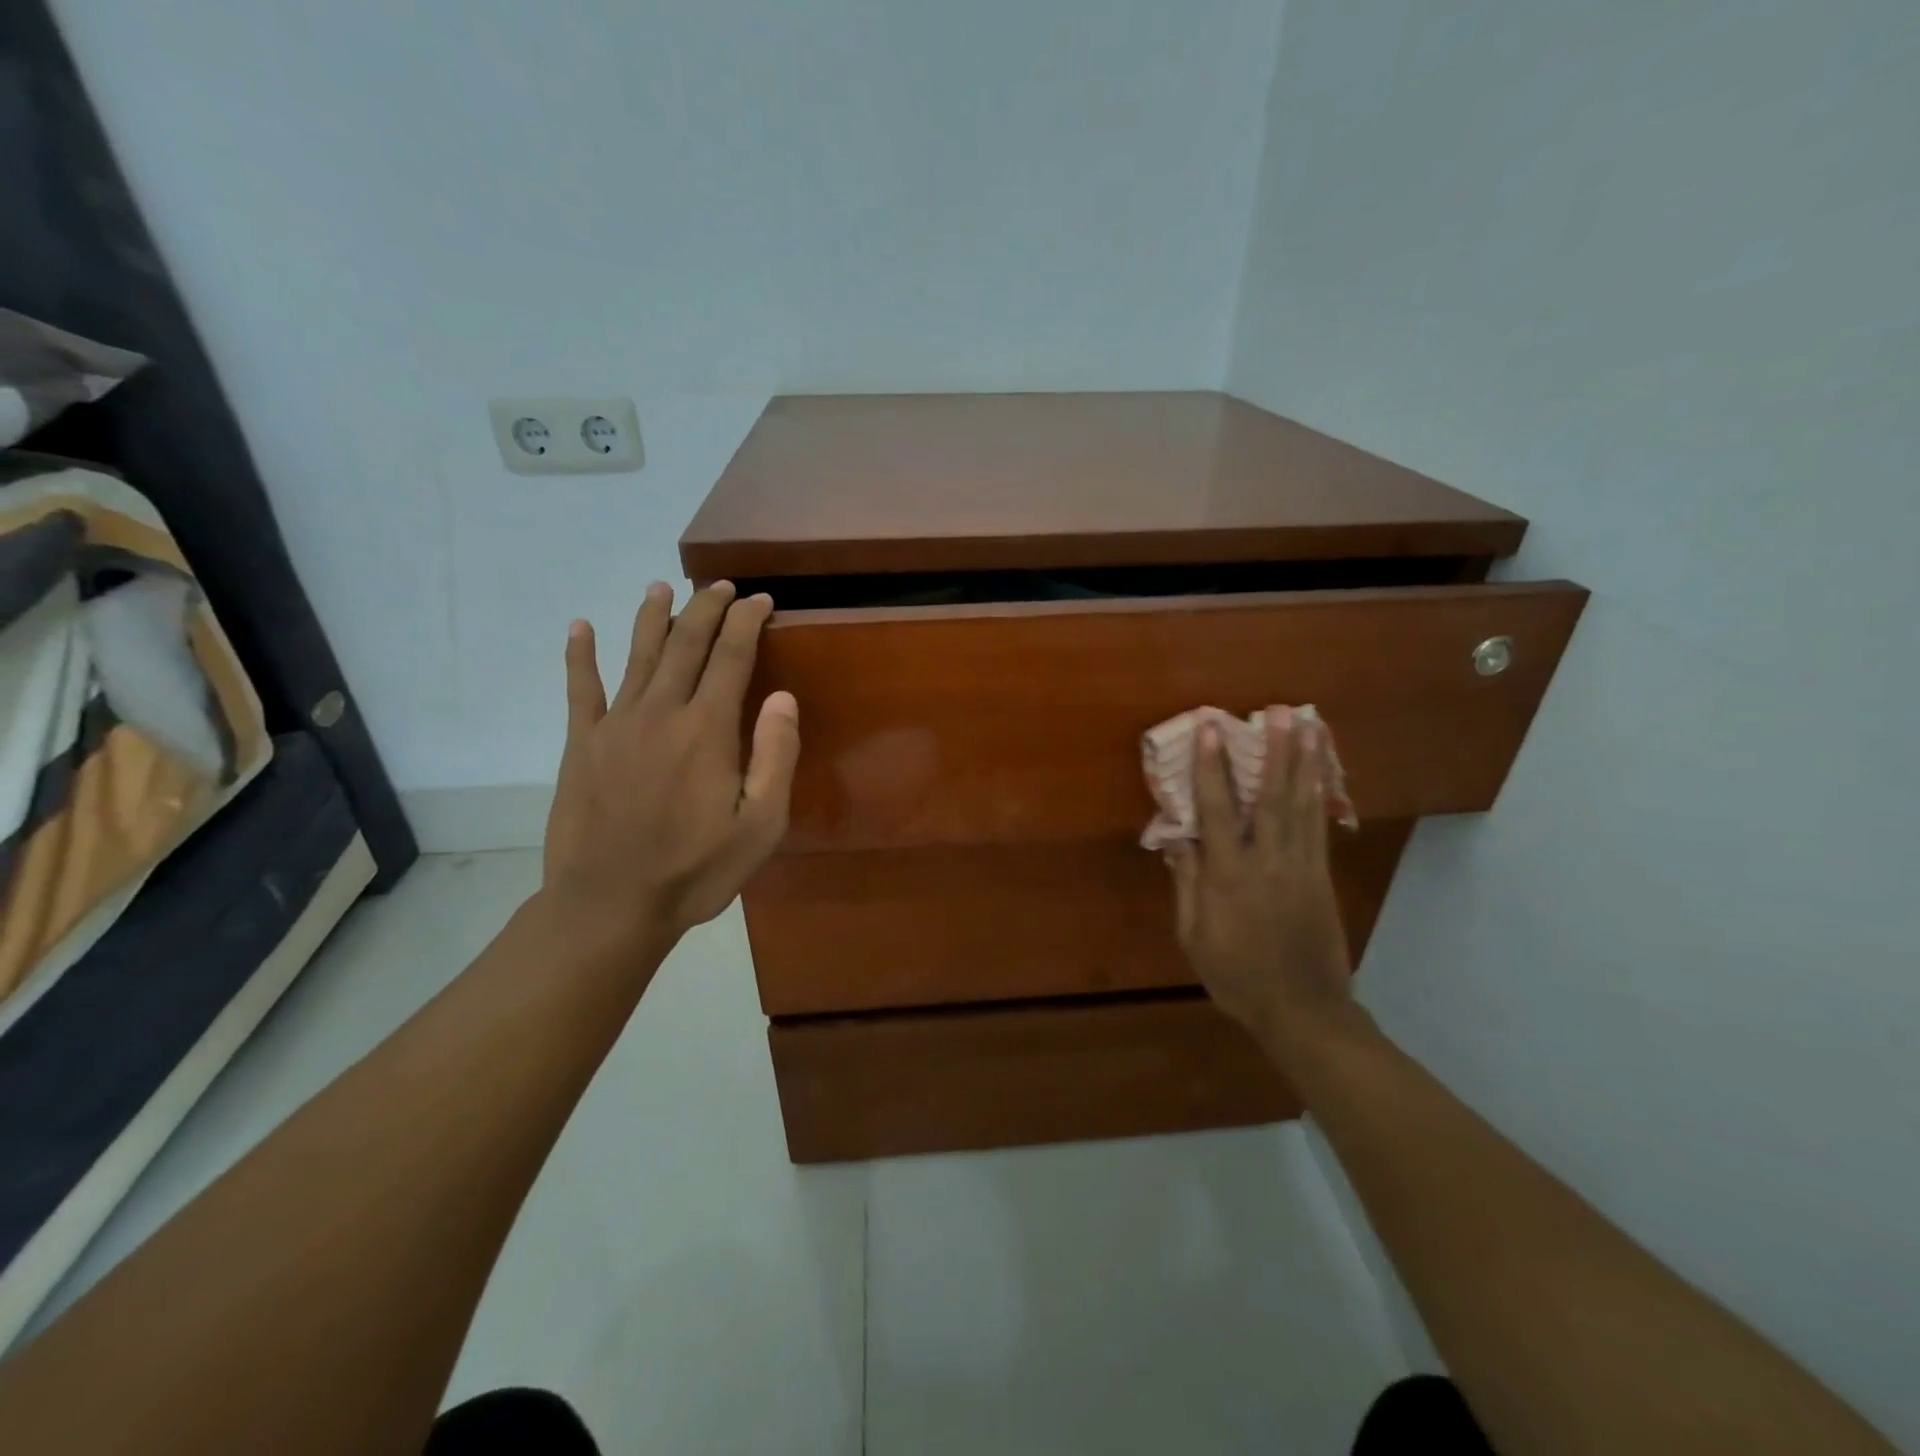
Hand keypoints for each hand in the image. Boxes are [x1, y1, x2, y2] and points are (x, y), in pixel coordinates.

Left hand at [541, 580, 799, 960]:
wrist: (610, 904)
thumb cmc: (696, 870)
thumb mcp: (761, 826)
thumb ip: (775, 757)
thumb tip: (782, 697)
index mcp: (708, 729)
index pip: (732, 656)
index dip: (748, 621)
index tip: (761, 601)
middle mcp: (662, 711)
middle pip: (686, 643)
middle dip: (707, 608)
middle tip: (722, 586)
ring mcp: (616, 724)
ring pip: (637, 654)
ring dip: (652, 617)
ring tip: (662, 588)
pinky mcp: (582, 743)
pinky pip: (581, 688)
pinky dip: (580, 654)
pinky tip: (580, 627)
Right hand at [1165, 712, 1352, 1057]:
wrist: (1302, 1010)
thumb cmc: (1236, 976)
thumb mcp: (1194, 936)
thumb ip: (1187, 884)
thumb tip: (1177, 840)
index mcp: (1228, 877)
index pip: (1217, 811)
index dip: (1212, 768)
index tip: (1212, 731)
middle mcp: (1266, 862)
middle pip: (1270, 798)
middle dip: (1274, 752)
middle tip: (1278, 712)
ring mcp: (1301, 867)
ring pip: (1301, 806)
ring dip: (1304, 763)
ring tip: (1309, 726)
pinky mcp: (1321, 877)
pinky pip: (1319, 827)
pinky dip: (1319, 795)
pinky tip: (1320, 773)